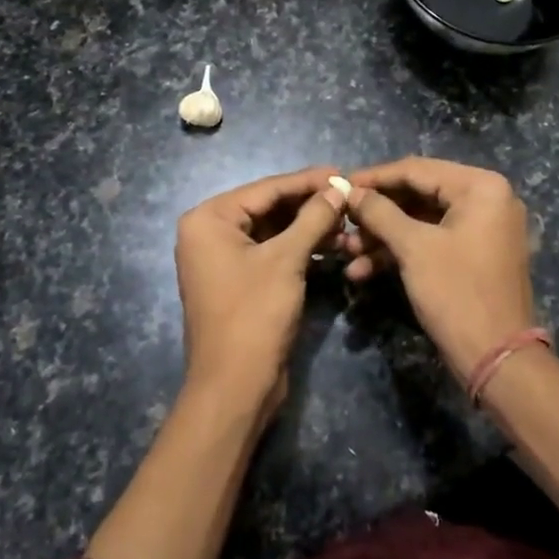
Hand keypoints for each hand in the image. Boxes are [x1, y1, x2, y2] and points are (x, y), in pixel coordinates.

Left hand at [175, 167, 345, 423]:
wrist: (235, 386)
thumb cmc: (254, 315)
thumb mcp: (287, 260)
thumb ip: (313, 218)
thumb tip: (338, 188)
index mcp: (209, 219)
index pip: (266, 188)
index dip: (307, 181)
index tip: (343, 172)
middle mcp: (210, 232)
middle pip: (268, 207)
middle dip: (309, 204)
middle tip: (349, 197)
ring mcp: (222, 258)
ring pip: (272, 230)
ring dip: (308, 227)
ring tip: (347, 223)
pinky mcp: (239, 280)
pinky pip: (271, 252)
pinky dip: (299, 248)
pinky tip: (332, 245)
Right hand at [343, 159, 536, 381]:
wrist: (498, 360)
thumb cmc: (457, 293)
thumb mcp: (413, 248)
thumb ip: (379, 212)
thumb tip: (350, 190)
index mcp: (481, 187)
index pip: (416, 169)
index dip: (374, 178)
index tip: (340, 185)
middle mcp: (487, 199)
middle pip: (418, 194)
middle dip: (376, 213)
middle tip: (342, 222)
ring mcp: (482, 228)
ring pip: (421, 221)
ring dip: (383, 236)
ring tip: (347, 252)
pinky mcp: (473, 254)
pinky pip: (432, 241)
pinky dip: (401, 252)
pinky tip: (364, 270)